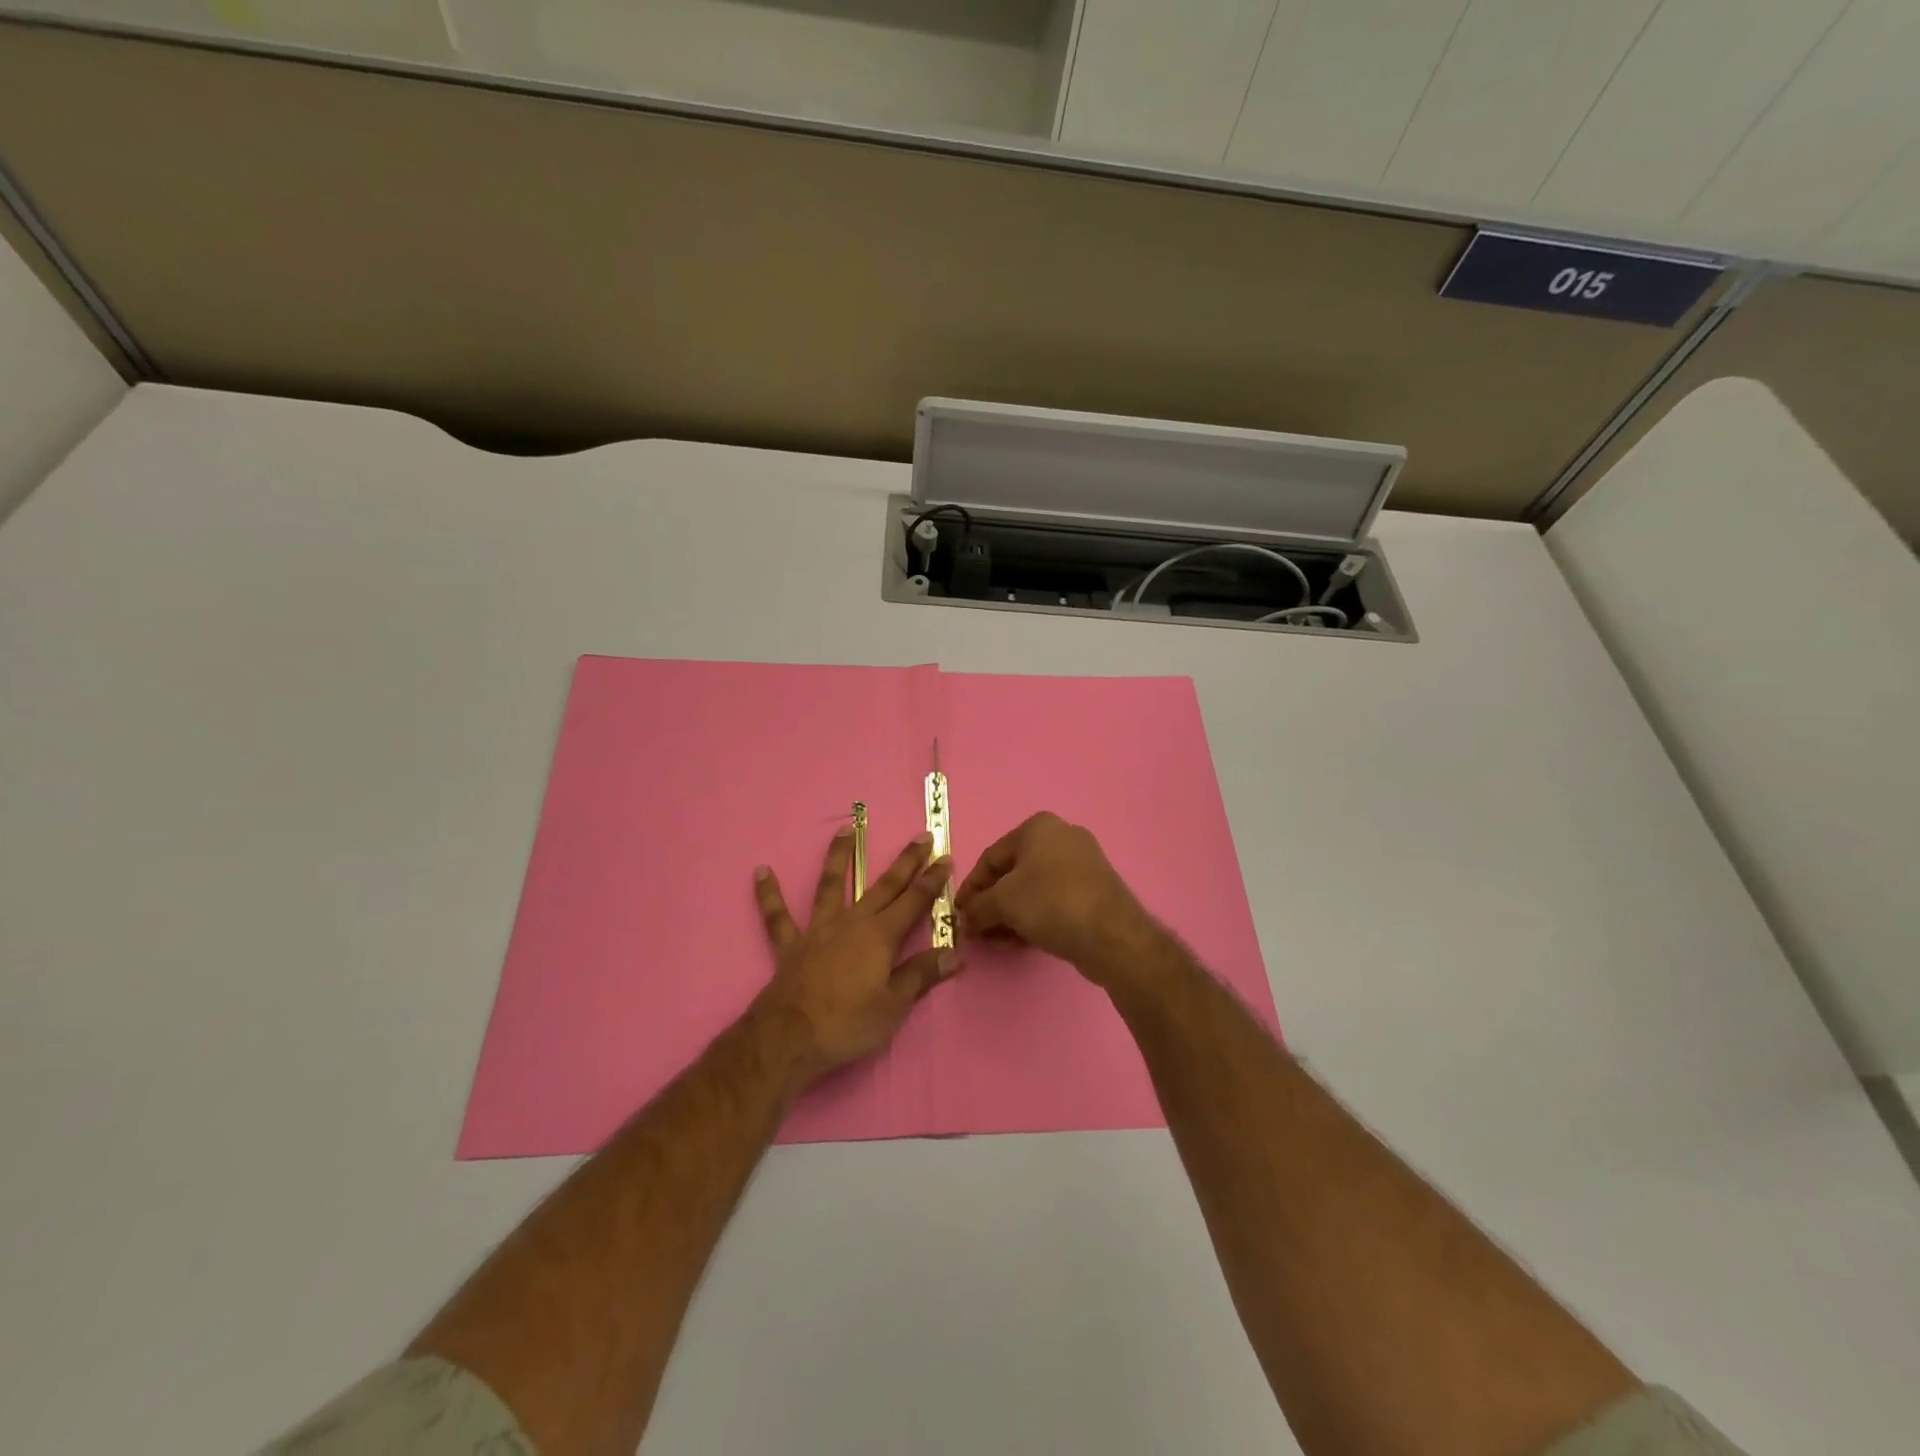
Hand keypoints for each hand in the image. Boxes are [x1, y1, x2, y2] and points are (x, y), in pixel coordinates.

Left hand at [752, 827, 957, 1077]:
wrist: (790, 1038)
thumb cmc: (848, 1023)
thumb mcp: (894, 1005)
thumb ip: (921, 975)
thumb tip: (954, 953)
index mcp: (881, 936)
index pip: (914, 902)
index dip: (932, 880)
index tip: (945, 857)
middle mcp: (852, 923)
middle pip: (883, 886)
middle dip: (905, 862)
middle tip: (921, 836)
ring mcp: (819, 930)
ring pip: (831, 885)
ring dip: (838, 856)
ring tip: (845, 829)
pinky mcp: (792, 945)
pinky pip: (778, 916)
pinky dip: (769, 894)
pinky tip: (761, 872)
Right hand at [953, 812, 1161, 986]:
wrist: (1111, 934)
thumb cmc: (1050, 903)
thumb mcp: (1002, 902)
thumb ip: (977, 908)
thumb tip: (966, 918)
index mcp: (1038, 827)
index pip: (991, 857)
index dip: (971, 887)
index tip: (958, 912)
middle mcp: (1062, 836)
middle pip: (1013, 872)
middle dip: (992, 902)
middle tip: (978, 929)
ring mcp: (1083, 863)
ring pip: (1034, 888)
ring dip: (1011, 913)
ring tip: (998, 939)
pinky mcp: (1095, 890)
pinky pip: (1054, 899)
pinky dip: (1034, 916)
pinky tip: (1022, 940)